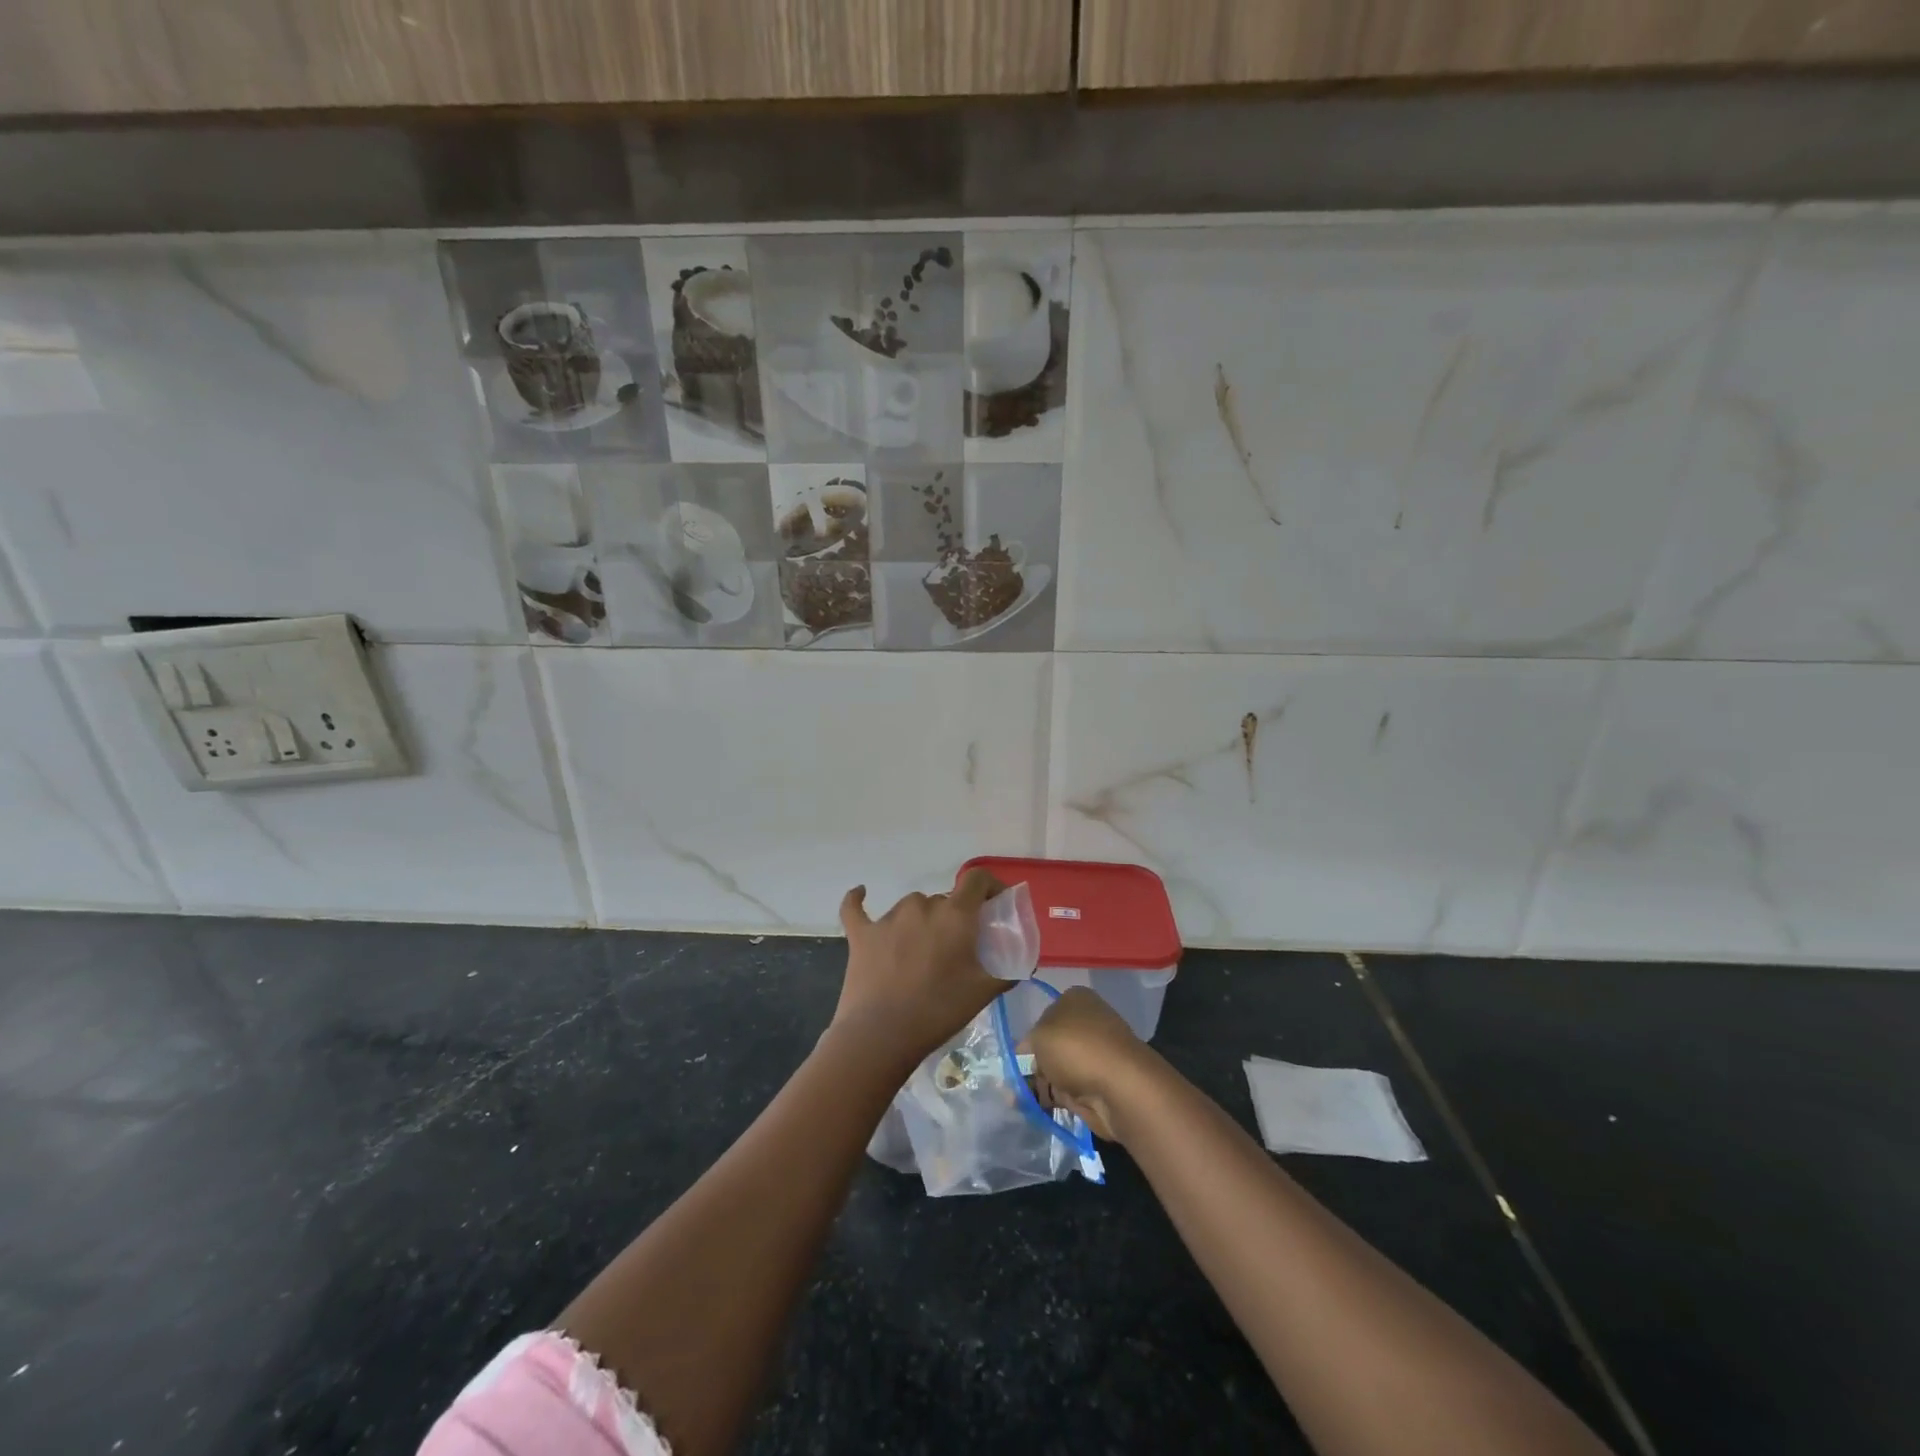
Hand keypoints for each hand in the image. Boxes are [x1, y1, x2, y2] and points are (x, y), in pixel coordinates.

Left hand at [832, 869, 1006, 1065]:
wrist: (881, 1035)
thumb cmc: (939, 1011)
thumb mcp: (983, 993)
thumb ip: (1006, 973)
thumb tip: (1022, 965)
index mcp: (955, 915)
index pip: (976, 879)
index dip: (989, 885)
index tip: (995, 903)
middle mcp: (922, 906)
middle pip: (944, 900)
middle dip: (955, 917)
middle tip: (958, 947)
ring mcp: (888, 918)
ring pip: (912, 907)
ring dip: (922, 921)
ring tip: (923, 952)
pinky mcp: (861, 933)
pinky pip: (856, 908)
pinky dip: (858, 900)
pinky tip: (861, 893)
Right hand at [1024, 987, 1159, 1142]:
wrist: (1120, 1087)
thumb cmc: (1076, 1047)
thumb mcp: (1039, 1034)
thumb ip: (1027, 1043)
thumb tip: (1027, 1055)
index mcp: (1075, 1000)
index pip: (1043, 1016)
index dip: (1028, 1037)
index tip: (1015, 1057)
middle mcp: (1086, 1024)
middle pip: (1049, 1044)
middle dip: (1030, 1063)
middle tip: (1010, 1082)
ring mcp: (1093, 1056)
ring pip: (1055, 1069)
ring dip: (1037, 1084)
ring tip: (1015, 1100)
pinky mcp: (1096, 1085)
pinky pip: (1065, 1090)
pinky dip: (1049, 1099)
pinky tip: (1031, 1108)